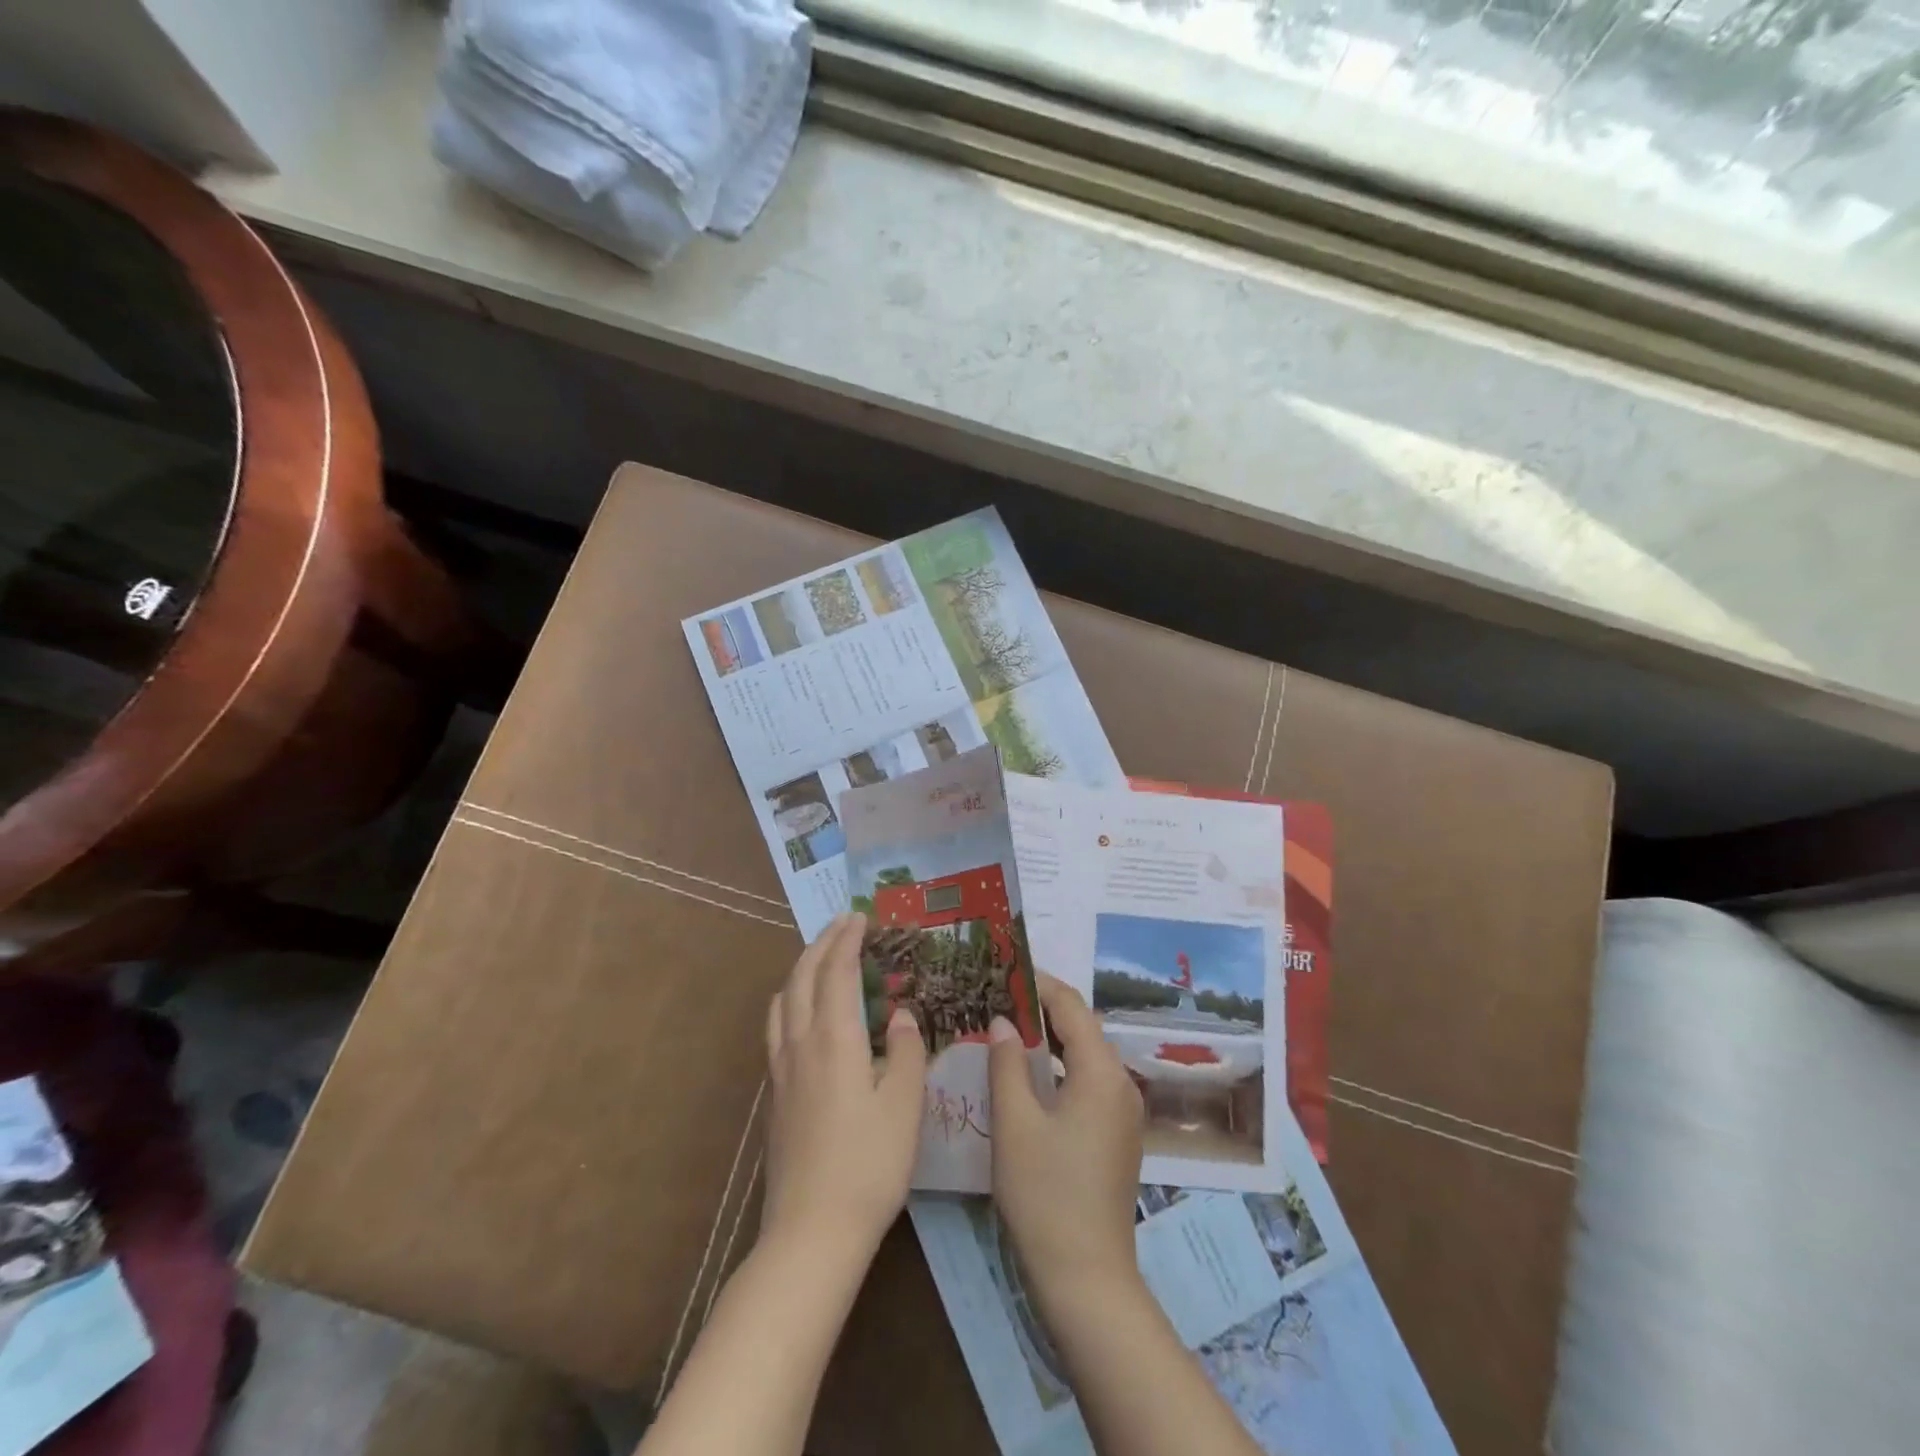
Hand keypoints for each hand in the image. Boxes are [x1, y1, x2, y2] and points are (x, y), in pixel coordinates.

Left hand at [762, 912, 927, 1262]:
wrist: (811, 1233)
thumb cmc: (869, 1166)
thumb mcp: (905, 1106)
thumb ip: (908, 1052)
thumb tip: (903, 1016)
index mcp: (834, 1039)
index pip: (836, 971)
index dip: (847, 939)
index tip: (860, 917)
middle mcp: (800, 1043)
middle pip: (803, 977)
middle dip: (821, 944)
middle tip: (842, 925)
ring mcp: (780, 1069)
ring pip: (783, 999)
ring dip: (801, 969)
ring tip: (822, 960)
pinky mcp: (773, 1094)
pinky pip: (776, 1026)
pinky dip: (790, 1000)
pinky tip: (803, 1015)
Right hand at [987, 974, 1145, 1317]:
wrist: (1087, 1278)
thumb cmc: (1045, 1195)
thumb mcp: (1015, 1123)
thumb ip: (1007, 1064)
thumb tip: (1001, 1021)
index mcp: (1101, 1072)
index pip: (1070, 1005)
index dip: (1038, 982)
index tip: (1003, 969)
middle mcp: (1121, 1083)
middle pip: (1082, 1027)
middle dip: (1041, 1008)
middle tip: (997, 996)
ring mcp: (1123, 1111)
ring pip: (1085, 1055)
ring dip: (1050, 1038)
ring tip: (1005, 1028)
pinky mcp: (1117, 1134)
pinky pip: (1089, 1081)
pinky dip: (1061, 1067)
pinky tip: (1029, 1074)